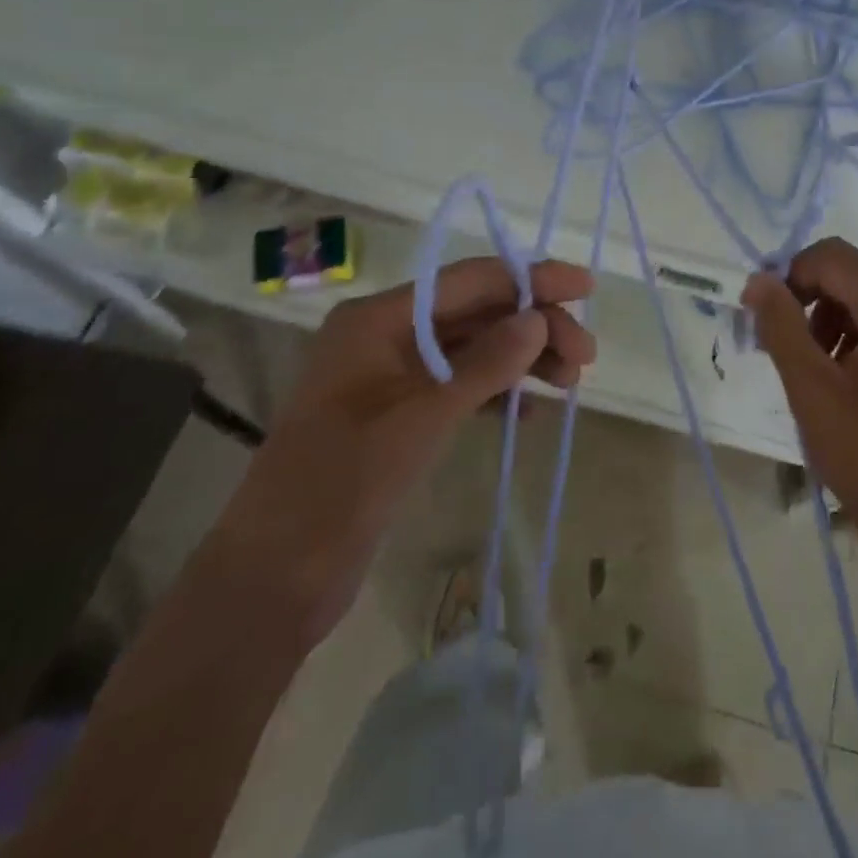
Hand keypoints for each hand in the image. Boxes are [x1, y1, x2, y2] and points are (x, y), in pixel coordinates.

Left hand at [210, 258, 595, 645]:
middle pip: (476, 313)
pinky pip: (460, 386)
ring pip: (472, 349)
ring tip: (570, 383)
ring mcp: (391, 377)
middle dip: (533, 326)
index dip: (530, 278)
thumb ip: (485, 364)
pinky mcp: (397, 415)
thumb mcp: (422, 418)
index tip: (584, 286)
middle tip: (585, 357)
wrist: (273, 579)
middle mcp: (386, 335)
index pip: (469, 281)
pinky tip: (527, 413)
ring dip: (521, 359)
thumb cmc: (342, 484)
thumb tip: (538, 318)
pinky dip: (495, 393)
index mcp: (381, 318)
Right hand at [743, 239, 857, 550]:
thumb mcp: (812, 388)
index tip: (758, 315)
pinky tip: (835, 380)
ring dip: (824, 322)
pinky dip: (848, 339)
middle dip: (806, 302)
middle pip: (849, 277)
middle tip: (776, 346)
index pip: (833, 258)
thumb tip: (757, 279)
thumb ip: (781, 325)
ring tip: (806, 371)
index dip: (789, 276)